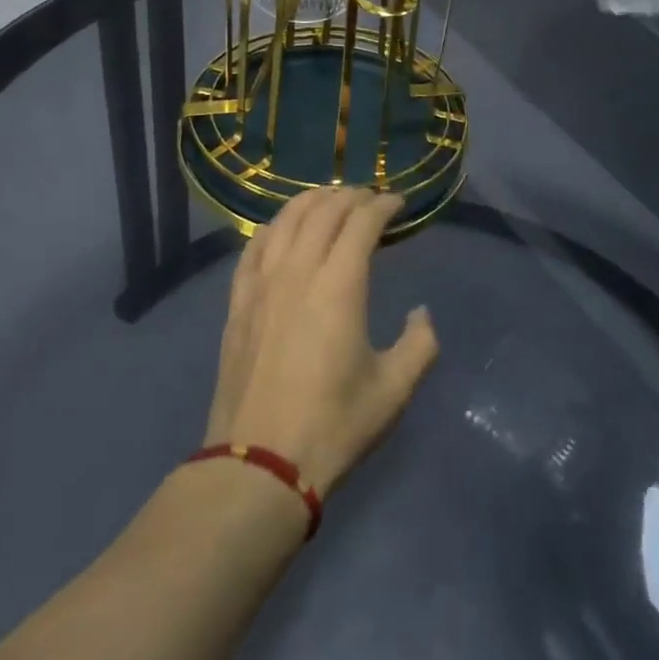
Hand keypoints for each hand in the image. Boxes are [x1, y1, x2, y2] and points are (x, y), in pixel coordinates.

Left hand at [203, 187, 438, 497]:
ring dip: (312, 201)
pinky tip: (282, 229)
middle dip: (351, 196)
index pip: (362, 222)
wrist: (259, 463)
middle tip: (370, 198)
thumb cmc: (333, 425)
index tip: (398, 203)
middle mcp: (298, 270)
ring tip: (330, 200)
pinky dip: (274, 226)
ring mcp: (261, 283)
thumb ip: (420, 344)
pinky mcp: (238, 301)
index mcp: (339, 285)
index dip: (383, 205)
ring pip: (285, 219)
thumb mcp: (394, 390)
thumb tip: (421, 313)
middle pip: (324, 211)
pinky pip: (254, 246)